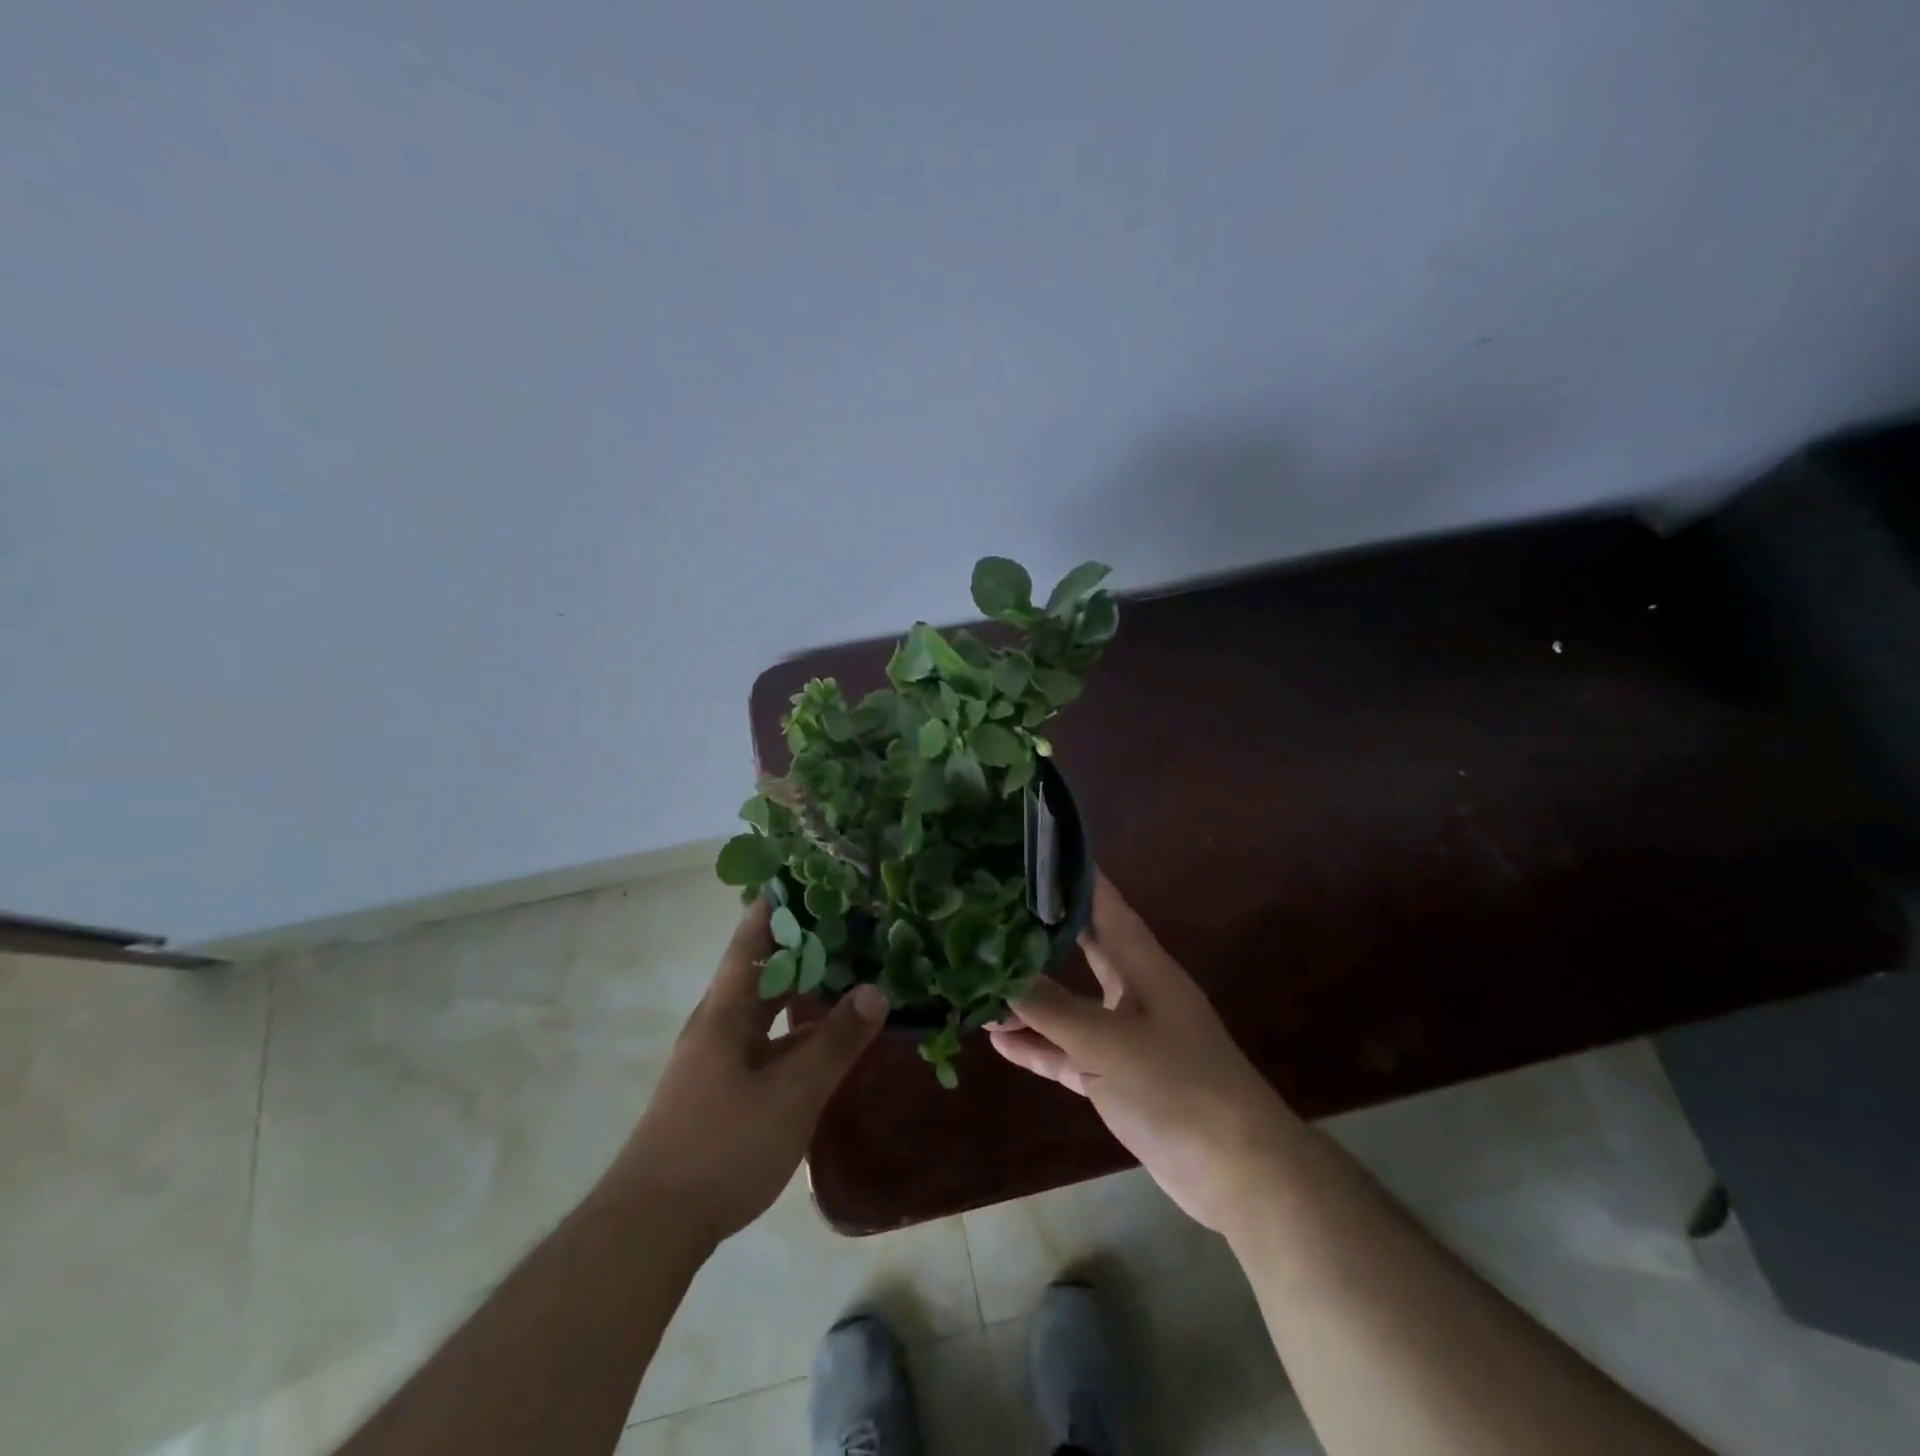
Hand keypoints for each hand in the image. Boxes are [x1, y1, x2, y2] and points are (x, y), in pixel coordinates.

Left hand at [610, 898, 887, 1245]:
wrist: (651, 1228)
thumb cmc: (721, 1148)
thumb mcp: (791, 1095)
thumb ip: (834, 1043)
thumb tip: (876, 990)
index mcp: (726, 1011)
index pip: (751, 937)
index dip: (778, 903)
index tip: (813, 873)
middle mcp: (719, 1024)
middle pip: (762, 968)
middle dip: (803, 943)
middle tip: (852, 918)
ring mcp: (719, 1059)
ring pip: (767, 1008)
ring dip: (802, 988)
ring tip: (850, 966)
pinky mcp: (725, 1090)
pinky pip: (768, 1042)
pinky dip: (798, 1030)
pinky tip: (828, 1035)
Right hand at [990, 871, 1293, 1235]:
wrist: (1237, 1172)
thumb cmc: (1177, 1086)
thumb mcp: (1107, 1042)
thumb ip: (1051, 1008)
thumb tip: (998, 975)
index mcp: (1143, 966)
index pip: (1105, 905)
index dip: (1075, 876)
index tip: (1034, 850)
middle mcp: (1134, 992)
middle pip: (1083, 949)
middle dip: (1042, 932)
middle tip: (993, 911)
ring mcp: (1126, 1037)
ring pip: (1069, 1007)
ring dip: (1029, 1000)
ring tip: (979, 984)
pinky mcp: (1118, 1078)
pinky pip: (1069, 1053)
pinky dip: (1039, 1046)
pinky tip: (999, 1041)